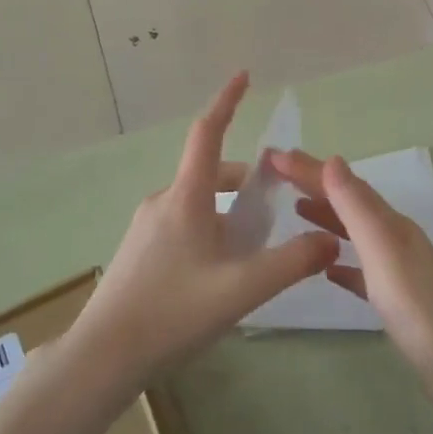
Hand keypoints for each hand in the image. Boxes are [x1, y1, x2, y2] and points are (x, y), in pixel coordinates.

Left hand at [71, 74, 338, 392]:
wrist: (102, 358)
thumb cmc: (172, 312)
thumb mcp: (241, 288)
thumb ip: (291, 262)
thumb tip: (330, 239)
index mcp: (186, 197)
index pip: (208, 132)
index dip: (228, 100)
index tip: (244, 75)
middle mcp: (164, 201)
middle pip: (210, 174)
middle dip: (245, 182)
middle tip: (276, 205)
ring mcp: (146, 227)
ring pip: (198, 203)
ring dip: (228, 212)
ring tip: (254, 249)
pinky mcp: (138, 252)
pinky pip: (183, 225)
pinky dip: (210, 231)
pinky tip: (220, 274)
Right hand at [270, 150, 432, 407]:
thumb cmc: (416, 305)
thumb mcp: (382, 249)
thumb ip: (357, 207)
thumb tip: (333, 160)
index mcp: (390, 224)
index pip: (344, 185)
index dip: (309, 169)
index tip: (274, 156)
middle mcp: (394, 239)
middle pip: (349, 203)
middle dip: (314, 185)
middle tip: (277, 175)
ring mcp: (397, 270)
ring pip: (355, 232)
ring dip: (327, 216)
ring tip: (296, 210)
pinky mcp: (396, 300)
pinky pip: (362, 270)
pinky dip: (342, 261)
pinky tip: (328, 269)